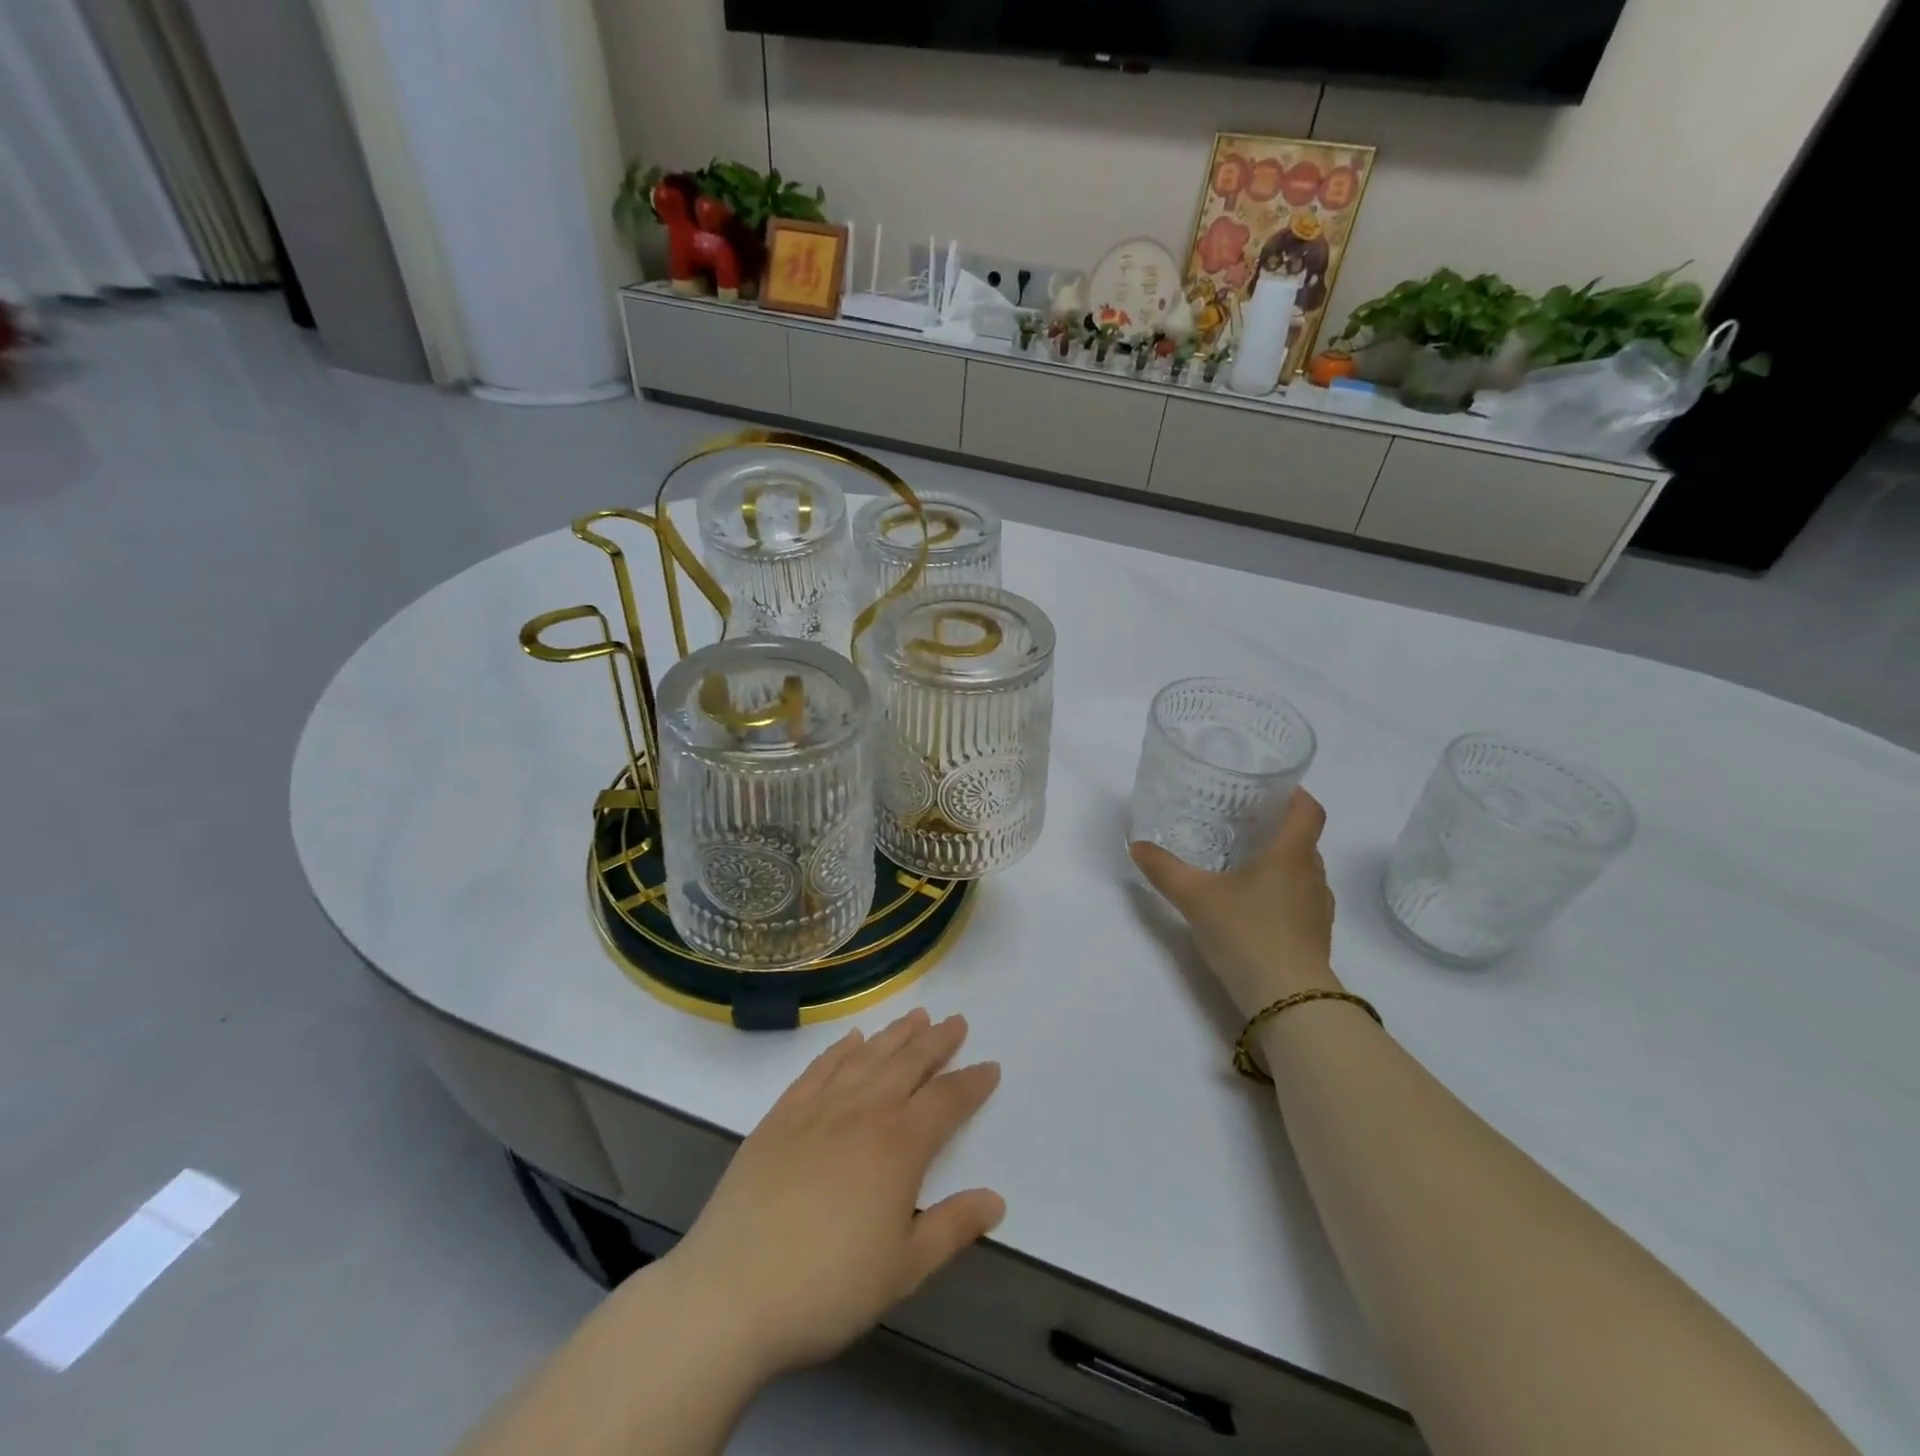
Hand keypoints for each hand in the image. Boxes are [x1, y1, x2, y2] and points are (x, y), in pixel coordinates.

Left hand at [658, 1010, 1003, 1380]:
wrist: (731, 1292)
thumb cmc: (827, 1287)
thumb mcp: (903, 1271)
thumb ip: (952, 1228)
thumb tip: (996, 1200)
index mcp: (898, 1146)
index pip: (946, 1100)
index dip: (971, 1082)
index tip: (990, 1066)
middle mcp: (862, 1112)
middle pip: (908, 1063)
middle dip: (936, 1041)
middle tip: (956, 1021)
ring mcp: (817, 1109)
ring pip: (866, 1057)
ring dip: (894, 1034)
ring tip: (916, 1016)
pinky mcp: (780, 1116)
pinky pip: (819, 1069)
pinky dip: (840, 1049)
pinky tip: (851, 1039)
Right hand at [1130, 787, 1340, 1017]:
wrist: (1289, 1000)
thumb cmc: (1247, 933)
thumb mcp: (1195, 897)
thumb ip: (1164, 869)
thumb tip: (1136, 845)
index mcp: (1291, 854)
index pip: (1309, 810)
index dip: (1294, 794)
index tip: (1269, 789)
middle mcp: (1312, 876)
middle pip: (1303, 840)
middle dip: (1276, 829)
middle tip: (1240, 825)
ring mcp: (1318, 909)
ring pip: (1302, 872)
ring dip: (1279, 864)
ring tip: (1242, 865)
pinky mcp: (1316, 938)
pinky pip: (1300, 901)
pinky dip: (1280, 895)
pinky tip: (1251, 907)